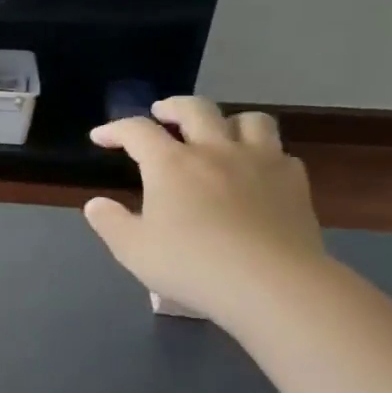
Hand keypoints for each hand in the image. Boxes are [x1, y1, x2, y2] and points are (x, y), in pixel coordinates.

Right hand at [83, 96, 326, 324]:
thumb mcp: (133, 249)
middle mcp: (215, 151)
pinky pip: (280, 152)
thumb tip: (96, 204)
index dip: (114, 130)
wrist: (273, 285)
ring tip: (218, 133)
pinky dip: (264, 154)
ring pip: (249, 120)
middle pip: (195, 109)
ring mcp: (260, 162)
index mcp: (171, 164)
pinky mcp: (295, 183)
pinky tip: (256, 171)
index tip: (100, 137)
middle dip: (173, 107)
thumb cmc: (193, 265)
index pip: (136, 131)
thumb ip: (110, 222)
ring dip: (227, 120)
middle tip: (161, 114)